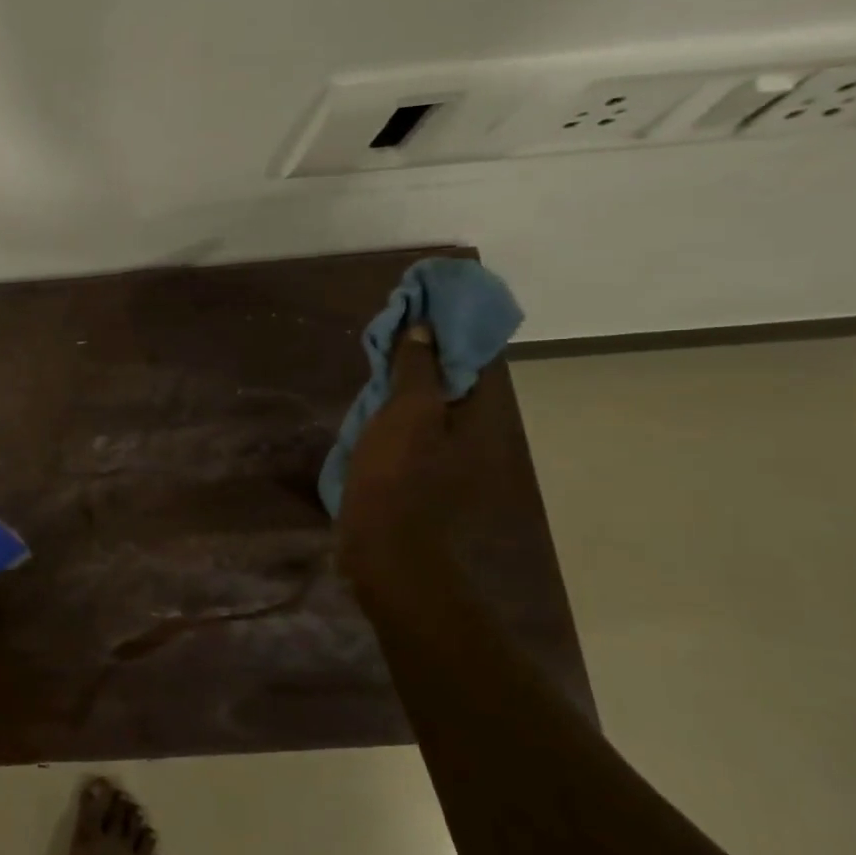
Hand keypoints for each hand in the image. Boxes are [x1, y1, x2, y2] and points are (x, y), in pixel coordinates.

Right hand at [337, 324, 468, 585]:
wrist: (385, 548)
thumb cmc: (397, 476)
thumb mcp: (406, 413)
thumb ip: (417, 369)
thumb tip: (424, 327)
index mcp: (481, 416)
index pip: (474, 357)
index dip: (449, 328)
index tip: (420, 306)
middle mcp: (475, 433)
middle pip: (454, 380)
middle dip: (426, 353)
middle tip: (393, 331)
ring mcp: (448, 456)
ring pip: (432, 404)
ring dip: (409, 381)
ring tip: (379, 360)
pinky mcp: (421, 473)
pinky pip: (415, 427)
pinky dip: (398, 409)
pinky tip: (374, 404)